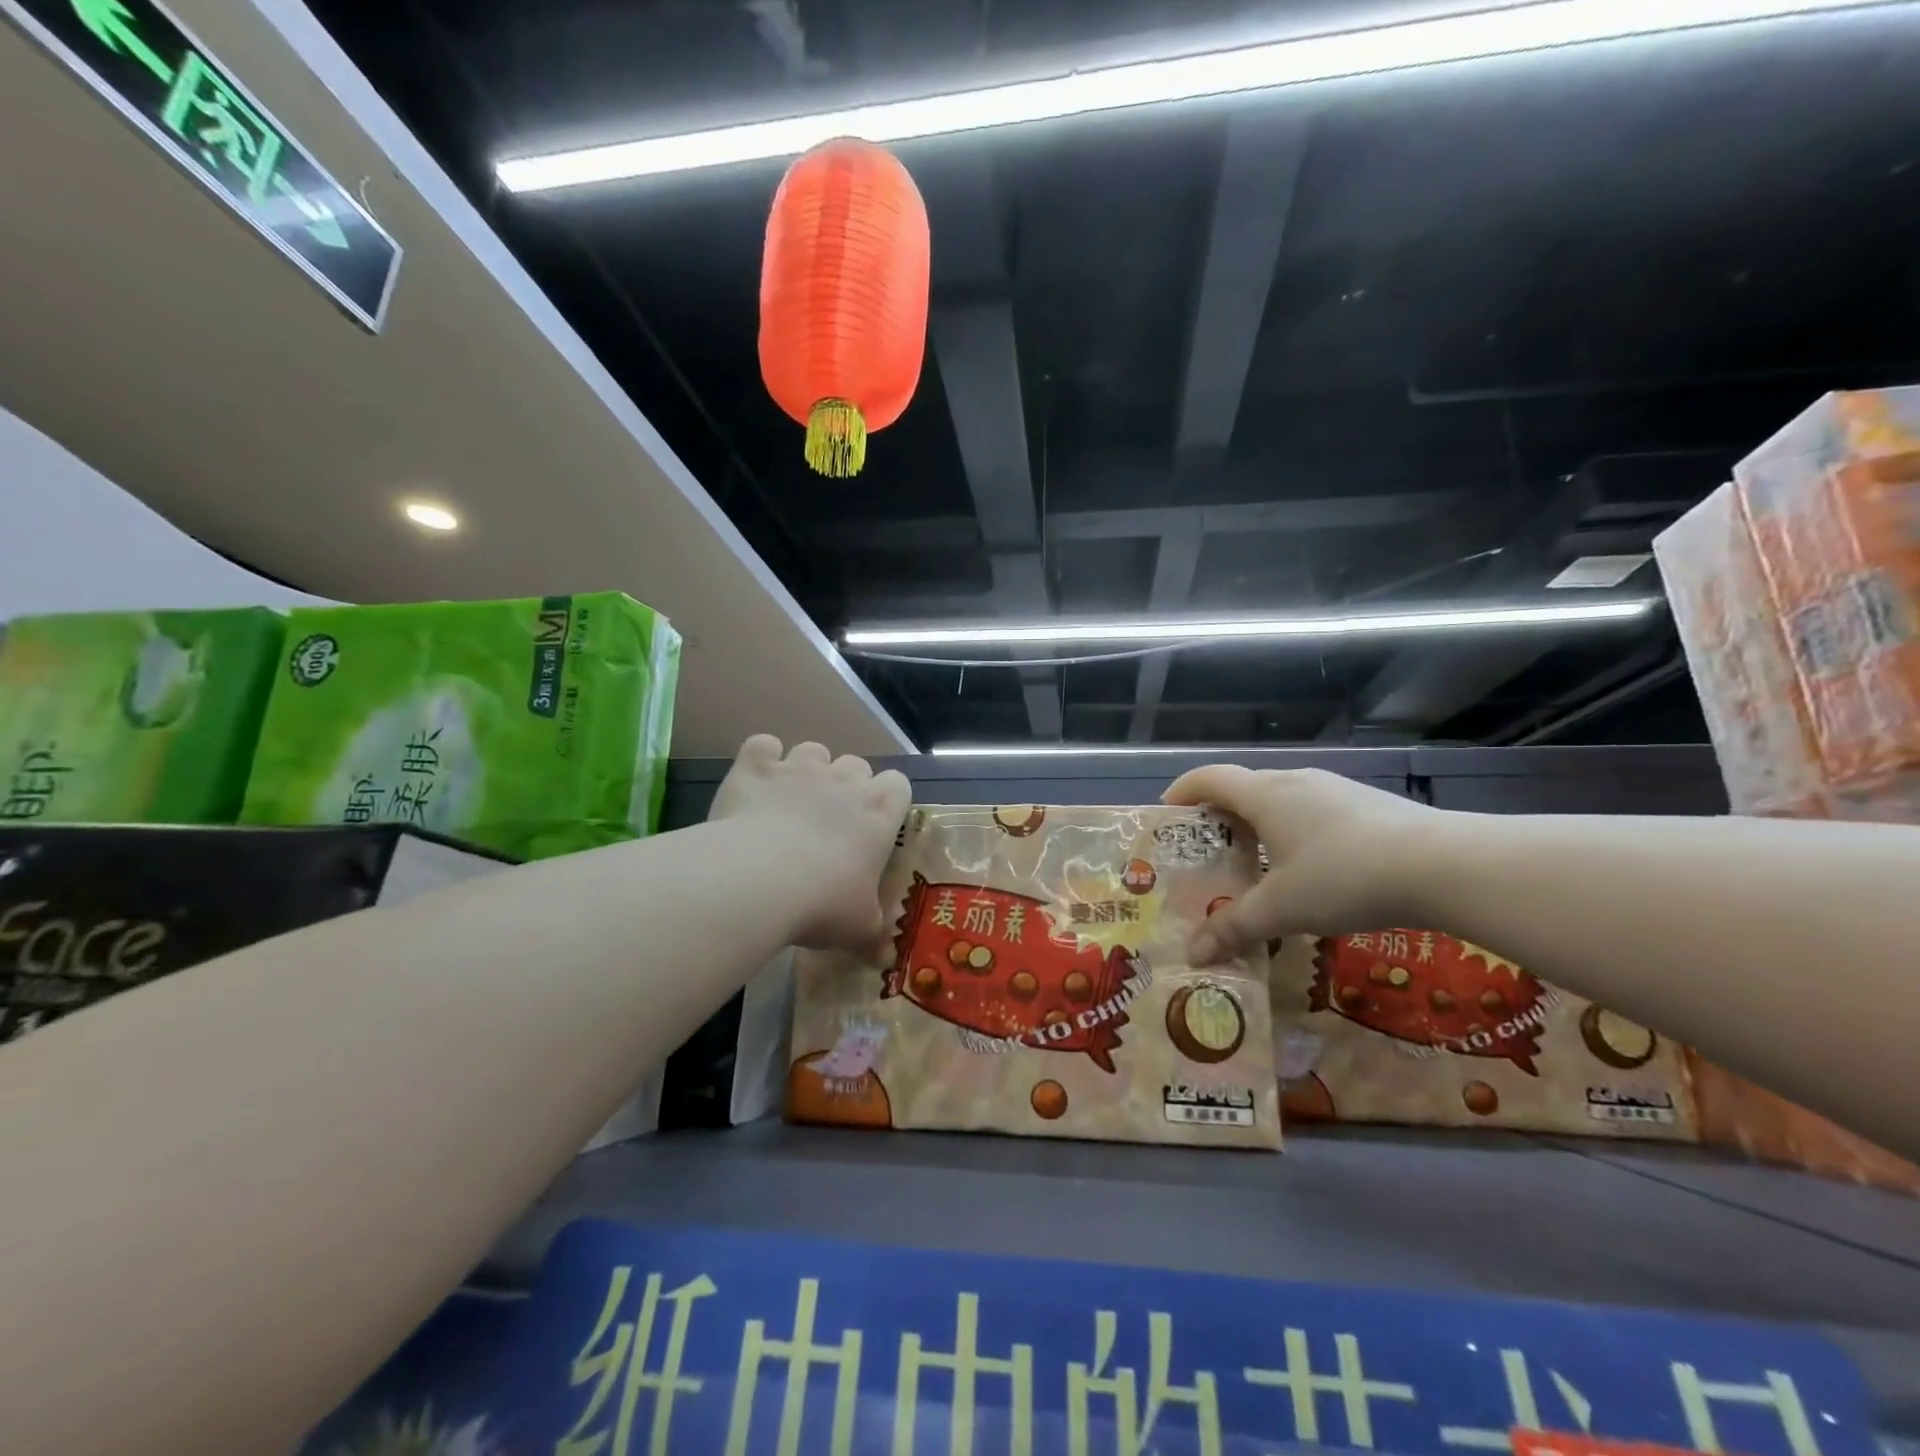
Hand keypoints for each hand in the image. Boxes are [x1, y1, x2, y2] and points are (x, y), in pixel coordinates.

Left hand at [709, 736, 911, 955]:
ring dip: (807, 770)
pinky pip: (762, 745)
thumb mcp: (859, 929)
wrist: (756, 882)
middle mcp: (843, 780)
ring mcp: (798, 768)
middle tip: (830, 822)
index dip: (888, 801)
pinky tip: (755, 784)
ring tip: (791, 802)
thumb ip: (875, 935)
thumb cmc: (822, 904)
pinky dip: (760, 759)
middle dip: (846, 786)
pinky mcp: (755, 767)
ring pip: (813, 750)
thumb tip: (886, 958)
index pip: (899, 784)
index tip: (874, 826)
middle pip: (856, 765)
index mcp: (879, 811)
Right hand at [1164, 765, 1442, 960]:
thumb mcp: (1281, 909)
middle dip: (1219, 818)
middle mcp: (1295, 781)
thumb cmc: (1343, 877)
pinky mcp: (1368, 805)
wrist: (1444, 865)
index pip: (1208, 778)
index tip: (1166, 814)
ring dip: (1260, 826)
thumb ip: (1233, 928)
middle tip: (1208, 853)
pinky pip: (1313, 811)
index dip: (1181, 792)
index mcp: (1264, 795)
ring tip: (1257, 865)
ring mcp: (1335, 790)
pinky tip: (1311, 870)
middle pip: (1243, 789)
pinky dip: (1295, 832)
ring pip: (1282, 800)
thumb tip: (1192, 954)